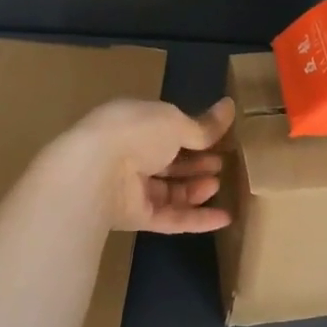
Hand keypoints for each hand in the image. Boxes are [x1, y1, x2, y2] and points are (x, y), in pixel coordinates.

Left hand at [52, 97, 235, 233]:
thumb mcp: (175, 122)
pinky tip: (224, 219)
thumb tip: (229, 107)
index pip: (168, 129)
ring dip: (197, 189)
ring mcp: (132, 188)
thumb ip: (203, 125)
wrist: (97, 173)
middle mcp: (131, 154)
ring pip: (171, 191)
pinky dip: (197, 219)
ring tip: (218, 185)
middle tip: (223, 164)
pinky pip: (171, 218)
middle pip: (170, 162)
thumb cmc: (137, 133)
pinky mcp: (136, 217)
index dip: (194, 134)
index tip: (221, 139)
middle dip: (197, 163)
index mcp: (135, 123)